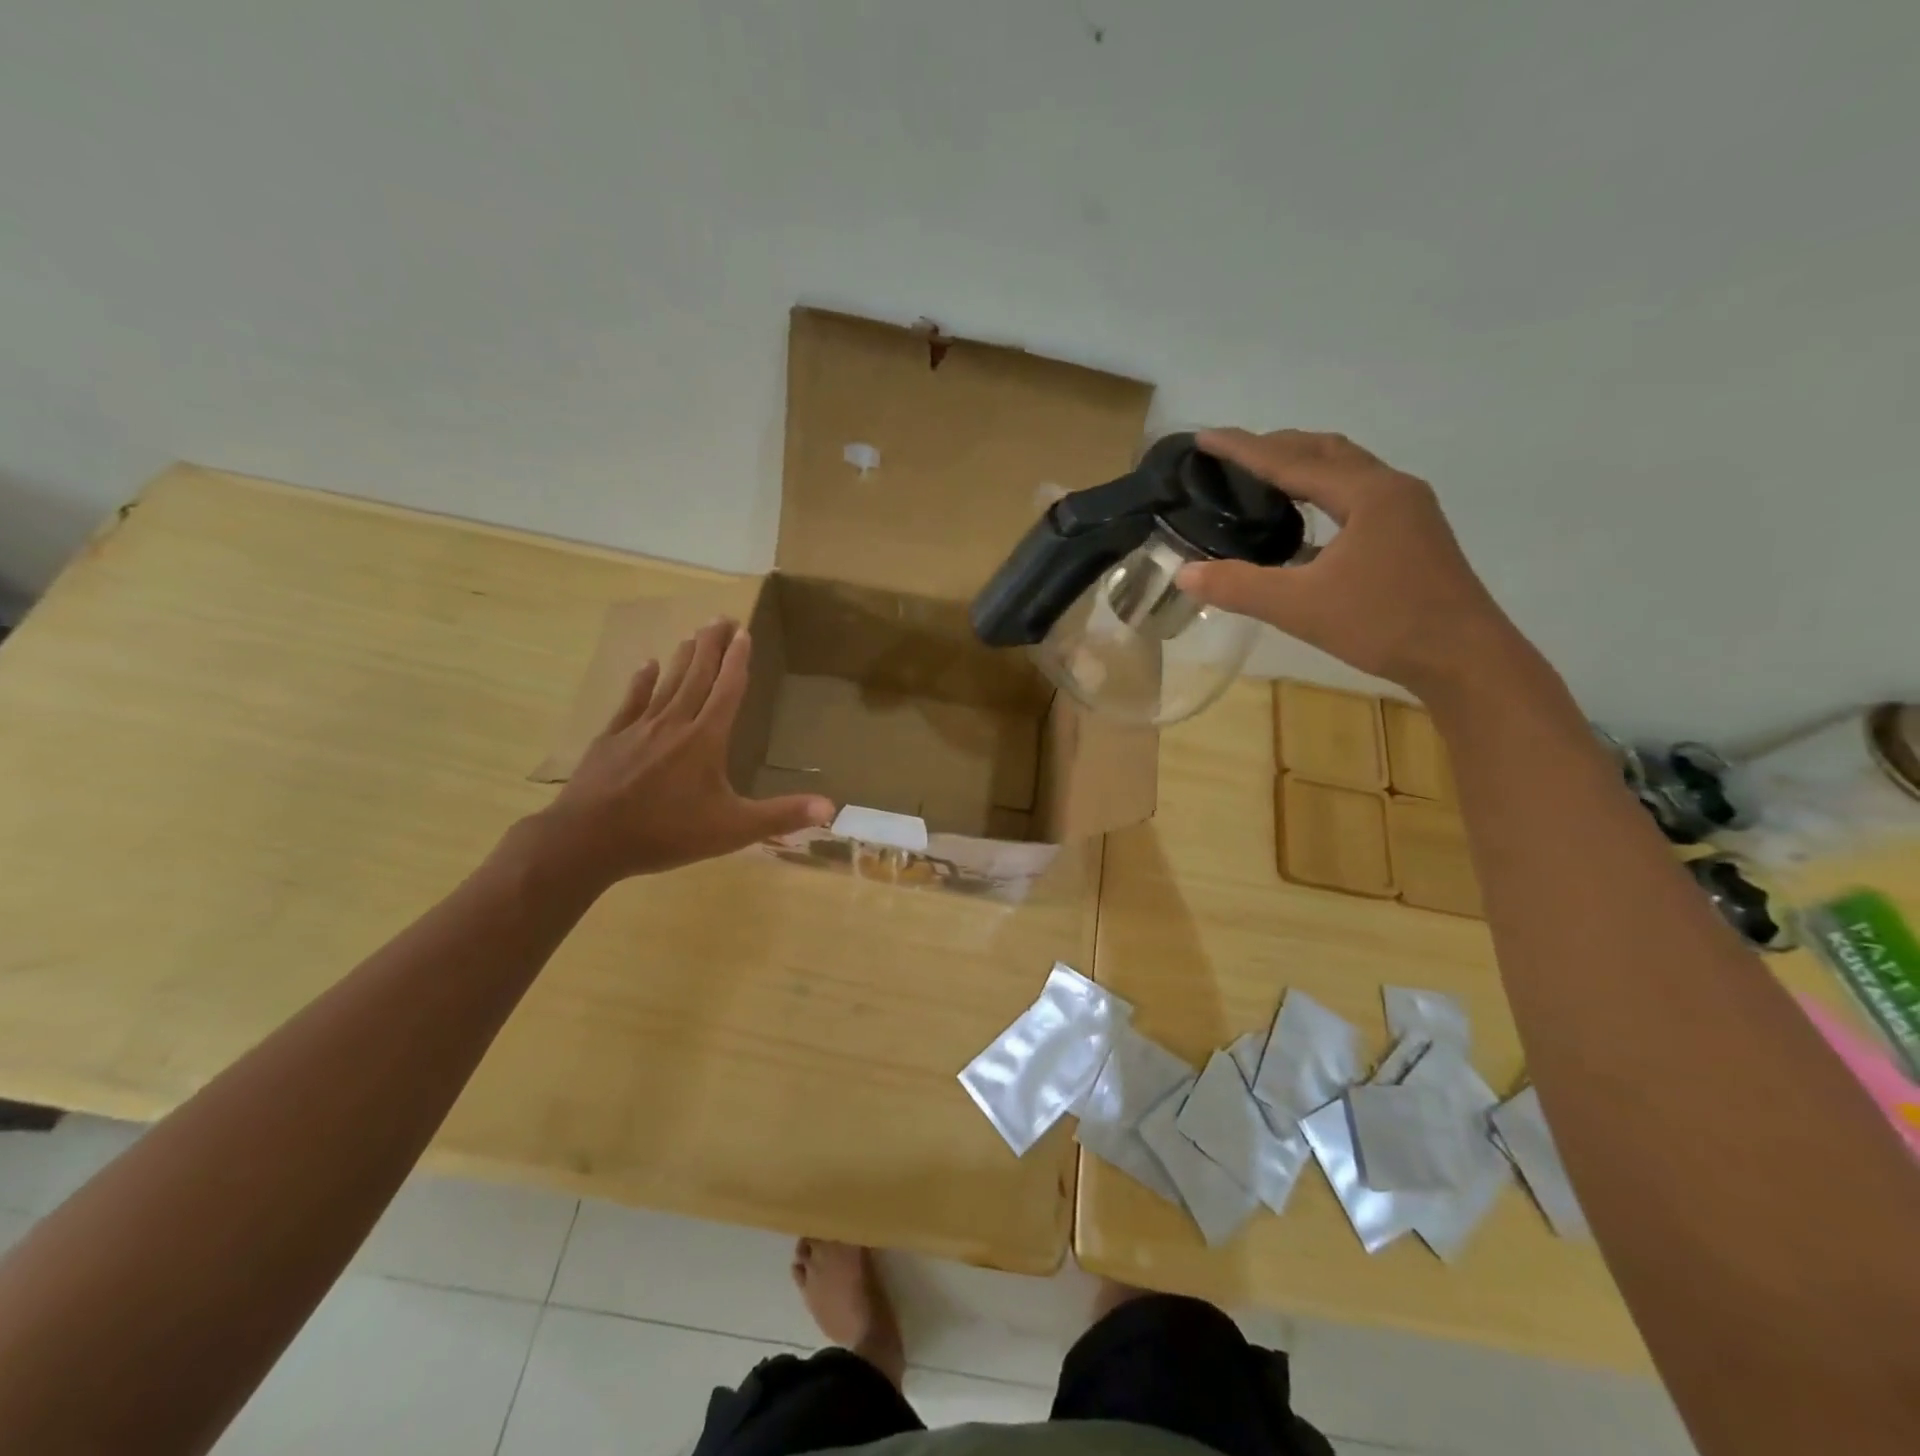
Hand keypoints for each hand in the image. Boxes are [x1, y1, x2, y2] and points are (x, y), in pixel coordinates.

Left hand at [528, 619, 835, 883]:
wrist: (588, 840)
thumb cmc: (667, 833)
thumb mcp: (733, 829)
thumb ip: (781, 816)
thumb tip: (831, 807)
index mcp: (706, 740)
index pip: (727, 690)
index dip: (738, 661)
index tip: (743, 632)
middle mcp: (675, 724)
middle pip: (697, 676)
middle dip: (712, 646)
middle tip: (721, 617)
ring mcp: (639, 729)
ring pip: (667, 684)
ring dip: (682, 657)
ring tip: (693, 633)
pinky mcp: (611, 739)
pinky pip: (631, 702)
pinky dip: (640, 682)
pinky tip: (645, 665)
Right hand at [1176, 428, 1522, 697]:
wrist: (1464, 657)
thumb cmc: (1384, 624)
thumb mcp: (1300, 607)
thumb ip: (1239, 587)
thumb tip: (1184, 574)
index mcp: (1366, 494)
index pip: (1291, 461)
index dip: (1244, 448)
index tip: (1205, 437)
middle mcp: (1391, 489)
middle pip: (1325, 451)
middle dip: (1276, 447)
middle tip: (1232, 455)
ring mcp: (1408, 511)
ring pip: (1347, 471)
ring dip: (1304, 466)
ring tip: (1264, 477)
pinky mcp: (1413, 534)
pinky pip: (1358, 495)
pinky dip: (1323, 493)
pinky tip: (1304, 522)